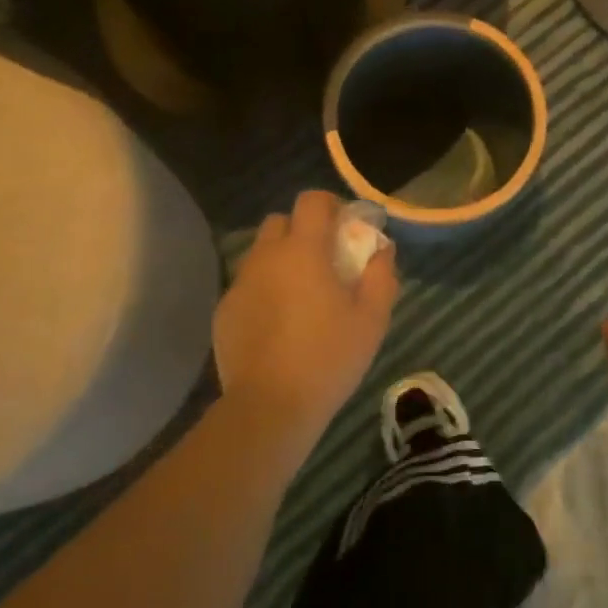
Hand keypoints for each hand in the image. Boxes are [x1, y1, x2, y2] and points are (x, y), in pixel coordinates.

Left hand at [214, 190, 397, 450]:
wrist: (270, 406)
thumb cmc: (329, 357)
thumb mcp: (372, 318)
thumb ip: (381, 275)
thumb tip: (382, 249)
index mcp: (303, 251)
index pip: (311, 201)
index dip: (331, 205)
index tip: (346, 226)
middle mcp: (266, 258)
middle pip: (280, 222)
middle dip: (303, 231)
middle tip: (325, 261)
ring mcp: (240, 284)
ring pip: (261, 254)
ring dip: (282, 260)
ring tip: (302, 295)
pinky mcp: (224, 311)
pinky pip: (248, 285)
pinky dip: (265, 290)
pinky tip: (279, 323)